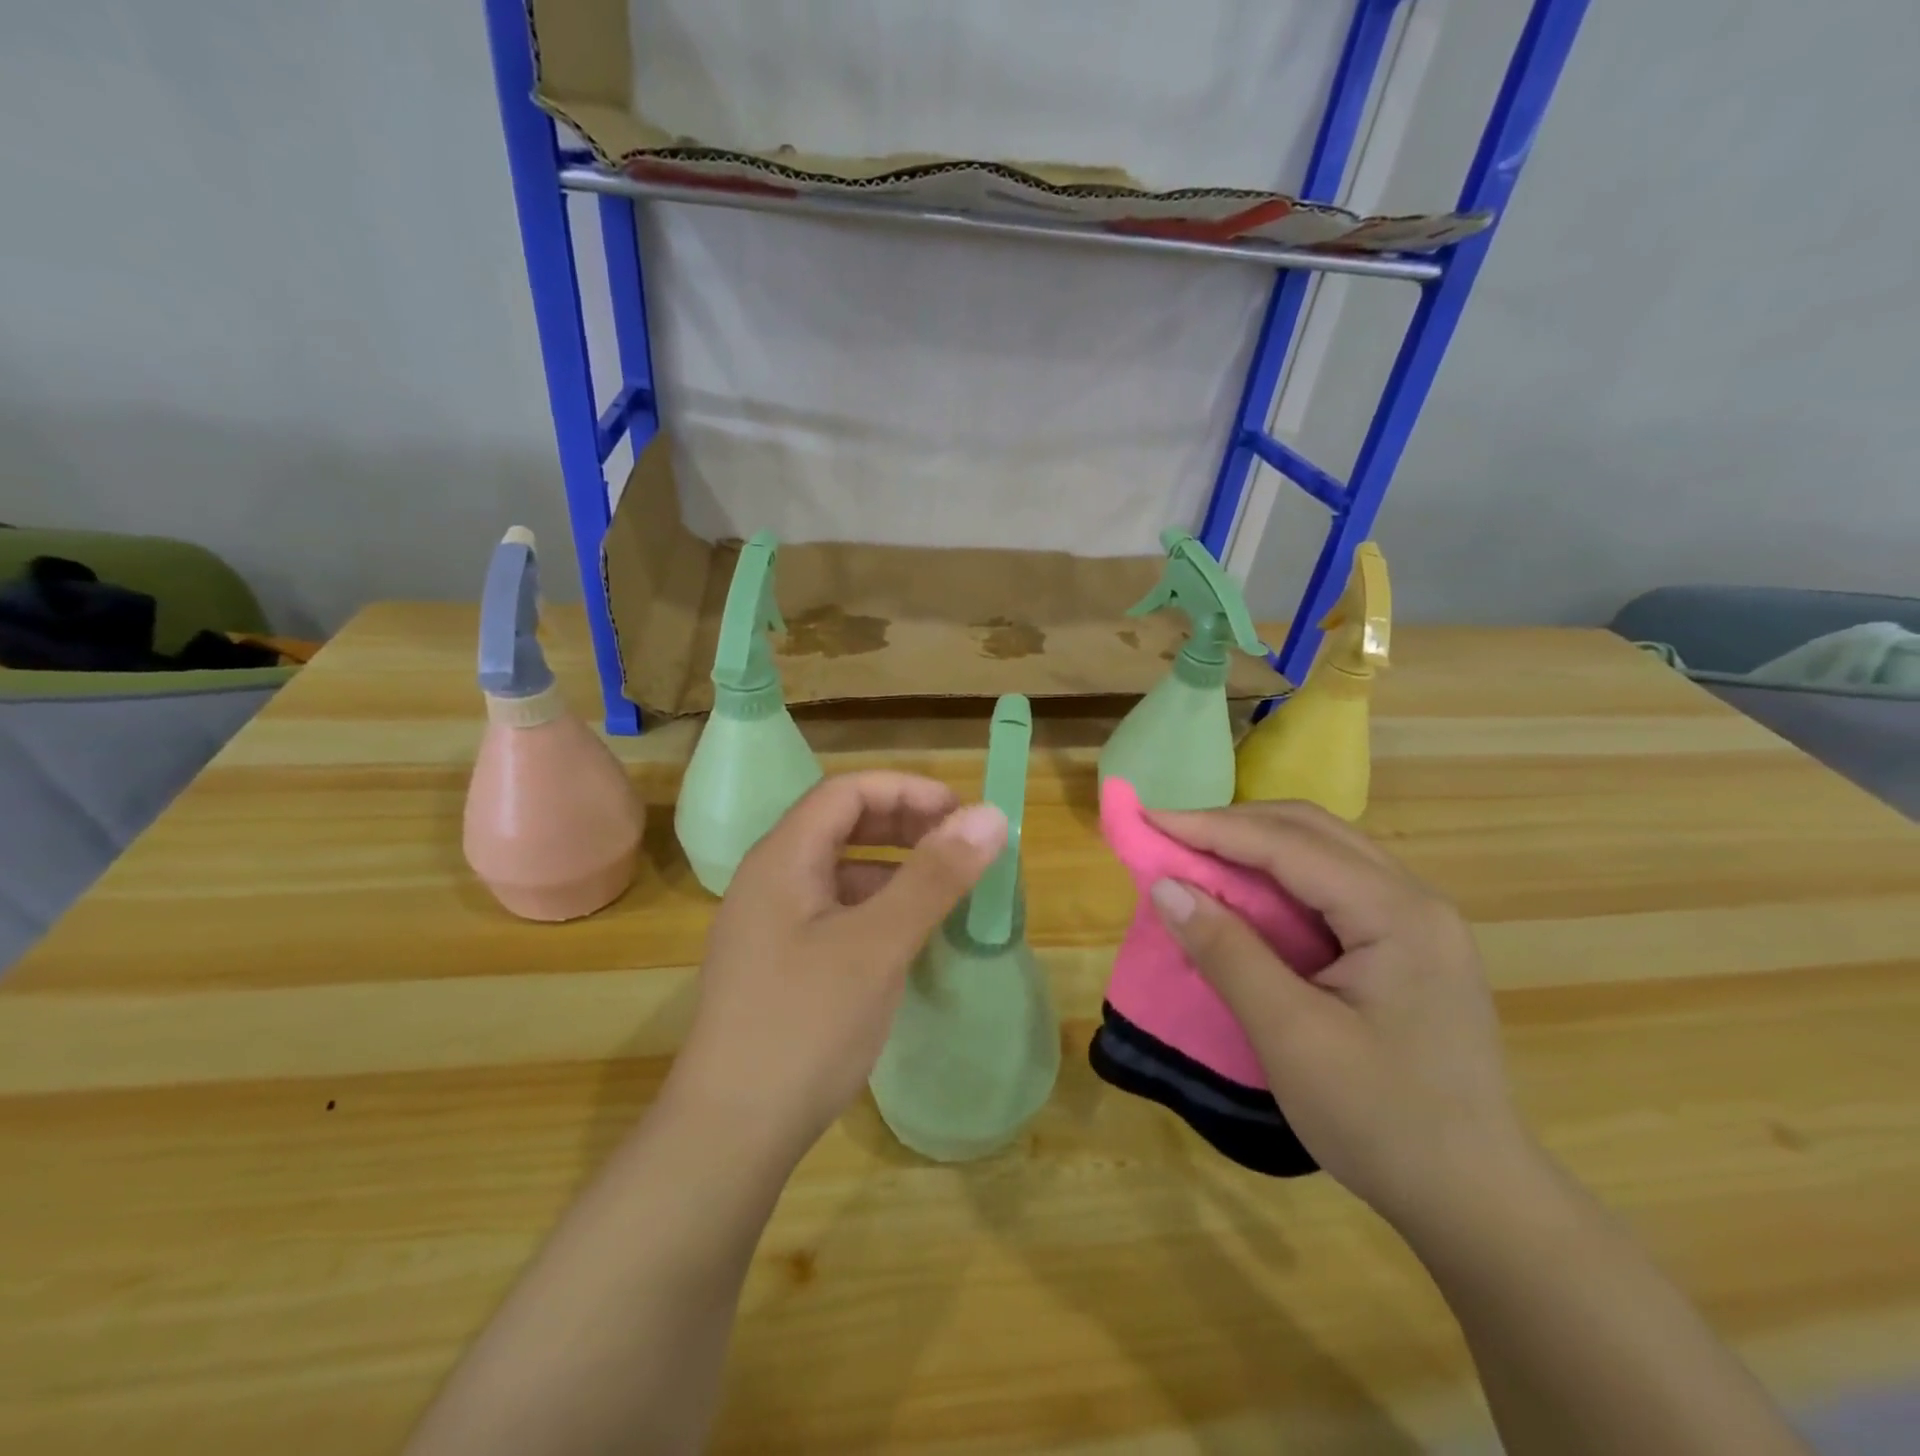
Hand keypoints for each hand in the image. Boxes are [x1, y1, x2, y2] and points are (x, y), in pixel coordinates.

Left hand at [668, 771, 1008, 1167]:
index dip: (907, 791)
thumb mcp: (879, 944)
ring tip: (944, 888)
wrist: (730, 1135)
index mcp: (782, 859)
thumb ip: (934, 876)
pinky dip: (876, 907)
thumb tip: (990, 815)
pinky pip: (834, 911)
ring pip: (838, 871)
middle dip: (903, 824)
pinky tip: (906, 935)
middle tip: (959, 845)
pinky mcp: (778, 964)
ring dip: (892, 867)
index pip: (846, 792)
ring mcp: (769, 925)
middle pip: (840, 825)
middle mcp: (769, 880)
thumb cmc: (805, 1026)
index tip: (962, 813)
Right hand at [1145, 801, 1537, 1230]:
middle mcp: (1414, 900)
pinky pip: (1332, 886)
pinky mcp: (1407, 945)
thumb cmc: (1384, 1121)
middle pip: (1312, 831)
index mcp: (1397, 913)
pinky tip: (1246, 896)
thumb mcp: (1291, 1037)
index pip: (1289, 844)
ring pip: (1323, 853)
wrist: (1477, 1202)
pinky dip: (1278, 878)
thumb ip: (1228, 953)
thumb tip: (1165, 887)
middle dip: (1234, 825)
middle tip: (1169, 834)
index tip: (1149, 819)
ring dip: (1256, 846)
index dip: (1212, 827)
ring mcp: (1417, 922)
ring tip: (1196, 856)